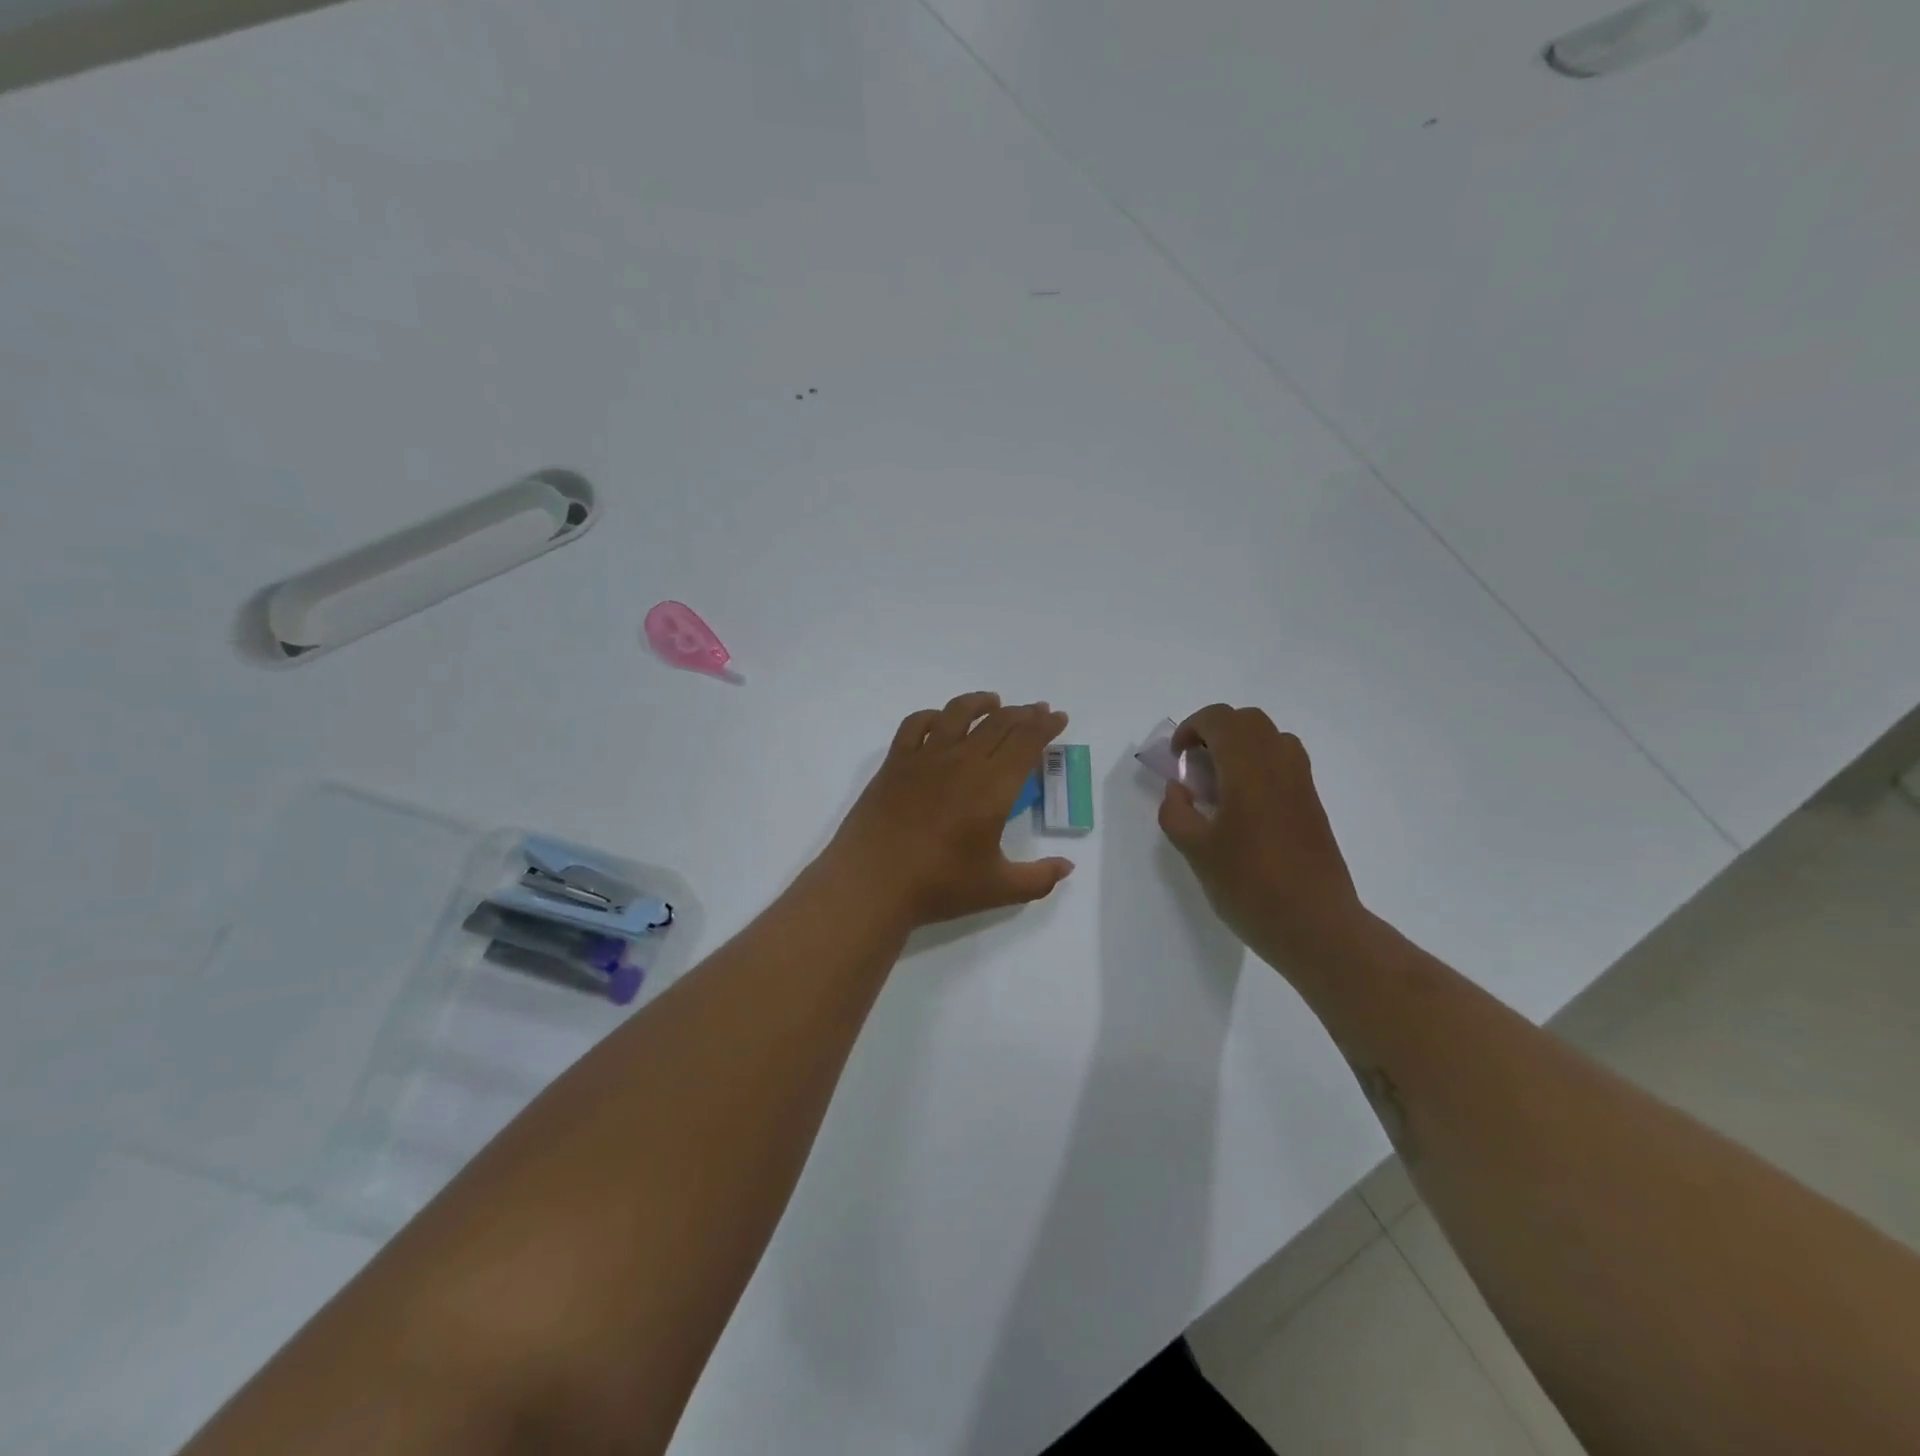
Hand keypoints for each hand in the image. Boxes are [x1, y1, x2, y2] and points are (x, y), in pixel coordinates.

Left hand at [824, 692, 1075, 929]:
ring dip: (980, 703)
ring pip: (958, 714)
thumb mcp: (998, 889)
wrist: (871, 883)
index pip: (1026, 743)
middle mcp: (962, 762)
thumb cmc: (938, 886)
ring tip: (994, 702)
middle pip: (998, 724)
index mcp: (993, 787)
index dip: (1045, 726)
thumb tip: (1067, 866)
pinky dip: (933, 716)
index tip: (1058, 717)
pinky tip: (940, 720)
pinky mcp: (895, 763)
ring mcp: (925, 758)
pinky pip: (915, 725)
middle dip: (1023, 713)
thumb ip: (1038, 878)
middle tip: (1037, 711)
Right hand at [1156, 704, 1365, 968]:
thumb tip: (1179, 789)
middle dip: (1215, 731)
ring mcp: (1301, 784)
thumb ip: (1176, 811)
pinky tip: (1243, 806)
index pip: (1220, 720)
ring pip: (1270, 738)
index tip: (1176, 759)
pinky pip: (1284, 763)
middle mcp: (1280, 764)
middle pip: (1248, 721)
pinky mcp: (1312, 804)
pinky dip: (1258, 765)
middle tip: (1194, 764)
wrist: (1315, 924)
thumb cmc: (1249, 885)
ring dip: (1239, 746)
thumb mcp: (1194, 850)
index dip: (1191, 728)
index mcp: (1248, 769)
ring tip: (1218, 782)